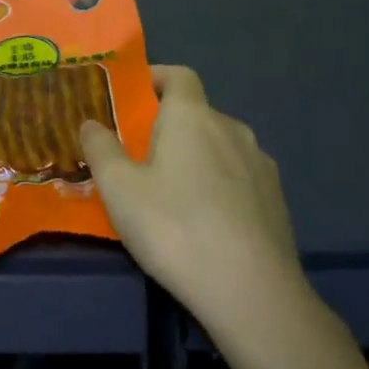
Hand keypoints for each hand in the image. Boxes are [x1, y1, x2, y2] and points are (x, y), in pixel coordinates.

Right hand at [80, 65, 302, 317]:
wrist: (252, 293)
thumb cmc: (174, 227)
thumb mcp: (119, 188)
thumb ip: (100, 148)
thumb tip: (91, 123)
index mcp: (192, 116)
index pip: (179, 75)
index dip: (156, 77)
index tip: (132, 95)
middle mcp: (231, 128)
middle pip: (197, 113)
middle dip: (169, 125)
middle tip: (140, 153)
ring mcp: (260, 165)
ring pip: (220, 146)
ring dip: (196, 156)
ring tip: (171, 191)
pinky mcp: (277, 201)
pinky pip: (239, 177)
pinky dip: (219, 184)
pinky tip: (205, 220)